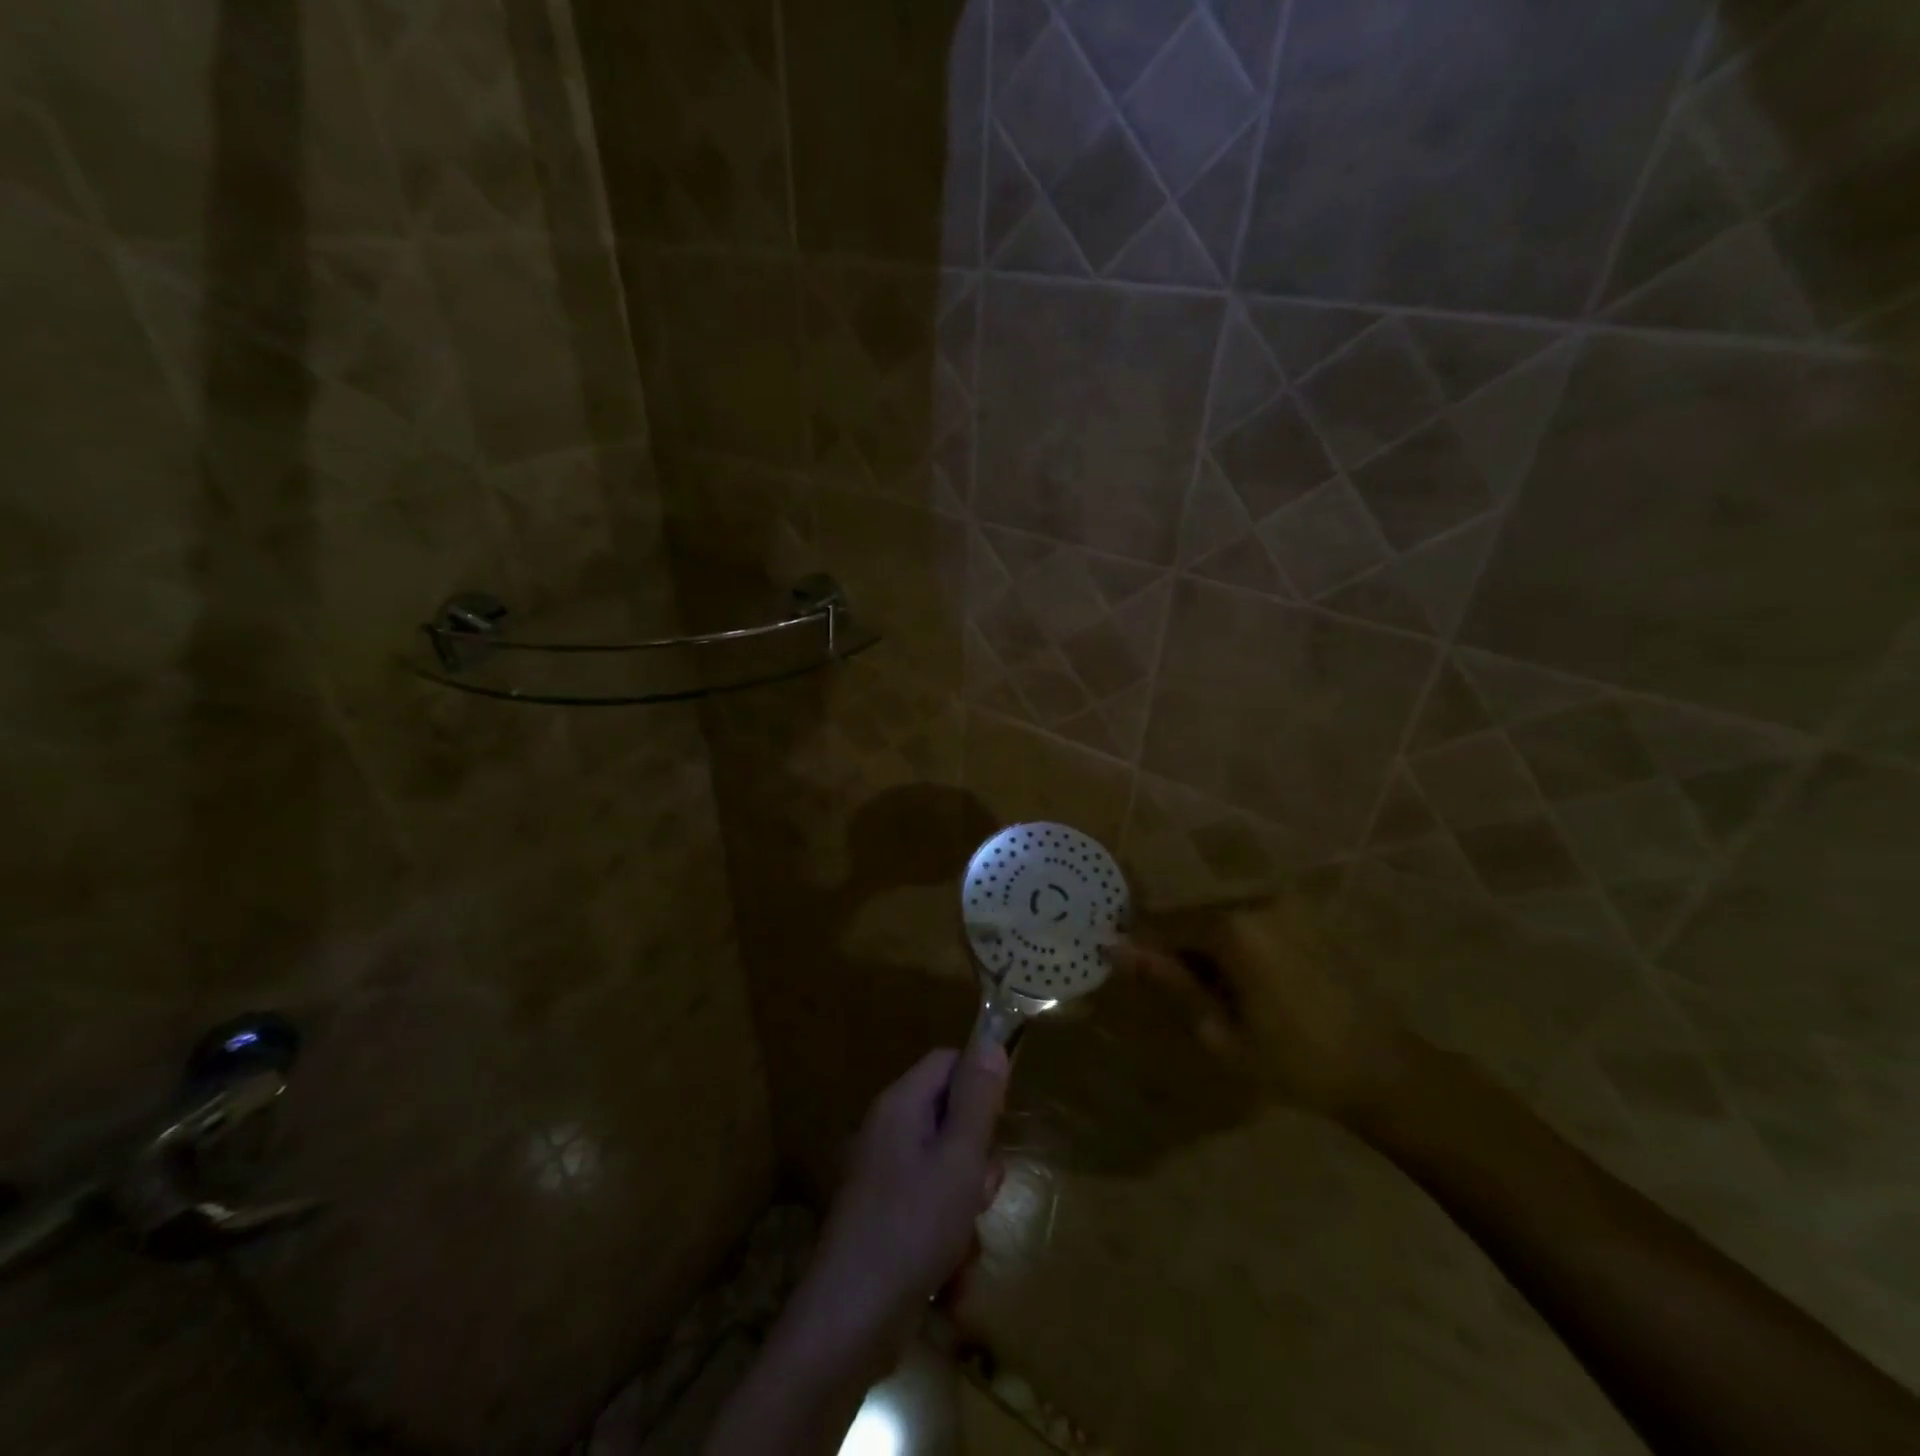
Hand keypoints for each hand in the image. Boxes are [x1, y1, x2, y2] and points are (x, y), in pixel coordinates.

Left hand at [798, 1045, 1008, 1362]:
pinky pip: (930, 1207)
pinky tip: (949, 1276)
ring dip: (966, 1203)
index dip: (980, 1082)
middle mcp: (887, 1131)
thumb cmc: (912, 1229)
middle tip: (980, 1191)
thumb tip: (991, 1042)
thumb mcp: (959, 1159)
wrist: (849, 1322)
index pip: (947, 1062)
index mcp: (900, 1105)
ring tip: (963, 1240)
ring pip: (946, 1169)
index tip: (1002, 1122)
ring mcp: (882, 1177)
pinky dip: (947, 1235)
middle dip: (977, 1156)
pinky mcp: (884, 1218)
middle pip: (949, 1117)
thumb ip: (977, 1100)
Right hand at [1104, 897, 1410, 1120]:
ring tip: (1214, 994)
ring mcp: (1283, 906)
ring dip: (1206, 948)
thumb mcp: (1220, 1032)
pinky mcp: (1303, 916)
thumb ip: (1169, 982)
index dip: (1142, 948)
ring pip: (1219, 920)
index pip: (1164, 926)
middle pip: (1192, 919)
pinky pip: (1249, 922)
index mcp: (1233, 928)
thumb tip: (1118, 950)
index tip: (1122, 967)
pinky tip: (1247, 984)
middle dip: (1176, 949)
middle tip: (1176, 994)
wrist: (1384, 1069)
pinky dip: (1235, 946)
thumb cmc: (1294, 1062)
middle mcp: (1255, 903)